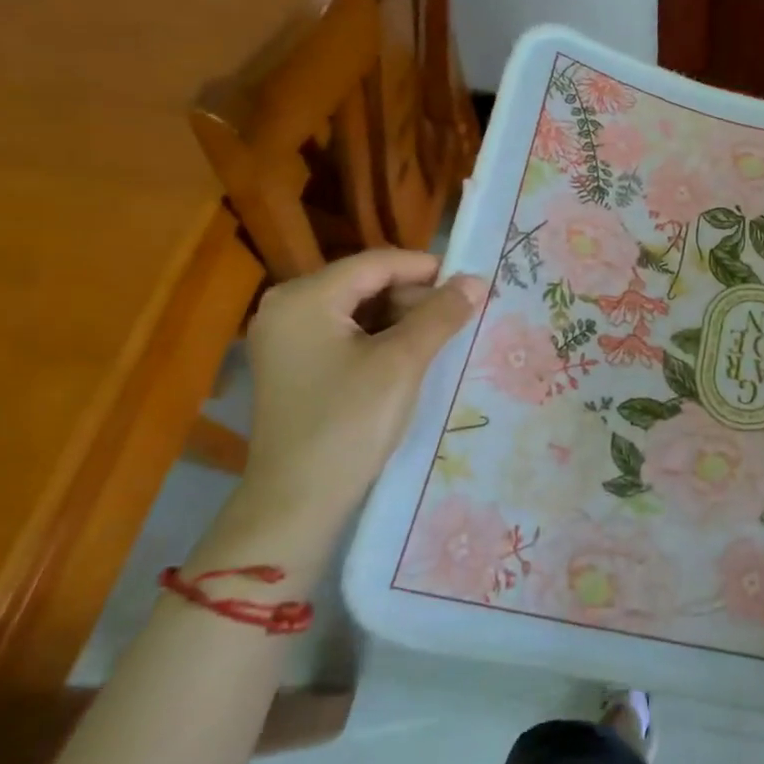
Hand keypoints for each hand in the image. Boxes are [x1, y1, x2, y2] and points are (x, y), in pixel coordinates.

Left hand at [238, 250, 483, 528]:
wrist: (298, 500)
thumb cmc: (349, 423)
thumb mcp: (402, 363)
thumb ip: (440, 315)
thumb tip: (477, 281)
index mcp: (304, 298)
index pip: (376, 263)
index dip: (427, 268)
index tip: (471, 282)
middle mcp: (287, 308)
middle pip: (365, 283)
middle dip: (415, 296)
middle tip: (460, 315)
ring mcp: (287, 338)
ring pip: (358, 309)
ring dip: (402, 318)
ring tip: (442, 336)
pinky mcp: (294, 365)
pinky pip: (345, 334)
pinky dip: (381, 338)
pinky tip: (412, 355)